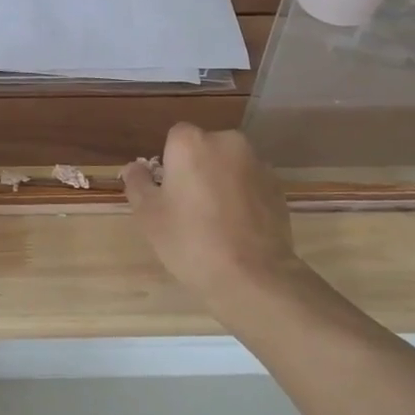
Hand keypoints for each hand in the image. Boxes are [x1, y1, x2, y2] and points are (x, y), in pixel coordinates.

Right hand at [123, 124, 302, 318]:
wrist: (253, 275)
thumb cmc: (190, 240)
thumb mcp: (148, 215)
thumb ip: (137, 183)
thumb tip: (136, 167)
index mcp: (191, 143)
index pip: (174, 138)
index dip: (168, 164)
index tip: (167, 193)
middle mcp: (226, 142)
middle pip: (204, 149)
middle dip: (196, 170)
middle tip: (189, 208)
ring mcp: (257, 163)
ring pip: (229, 166)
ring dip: (221, 182)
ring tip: (217, 222)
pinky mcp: (278, 187)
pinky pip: (250, 184)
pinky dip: (243, 197)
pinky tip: (238, 228)